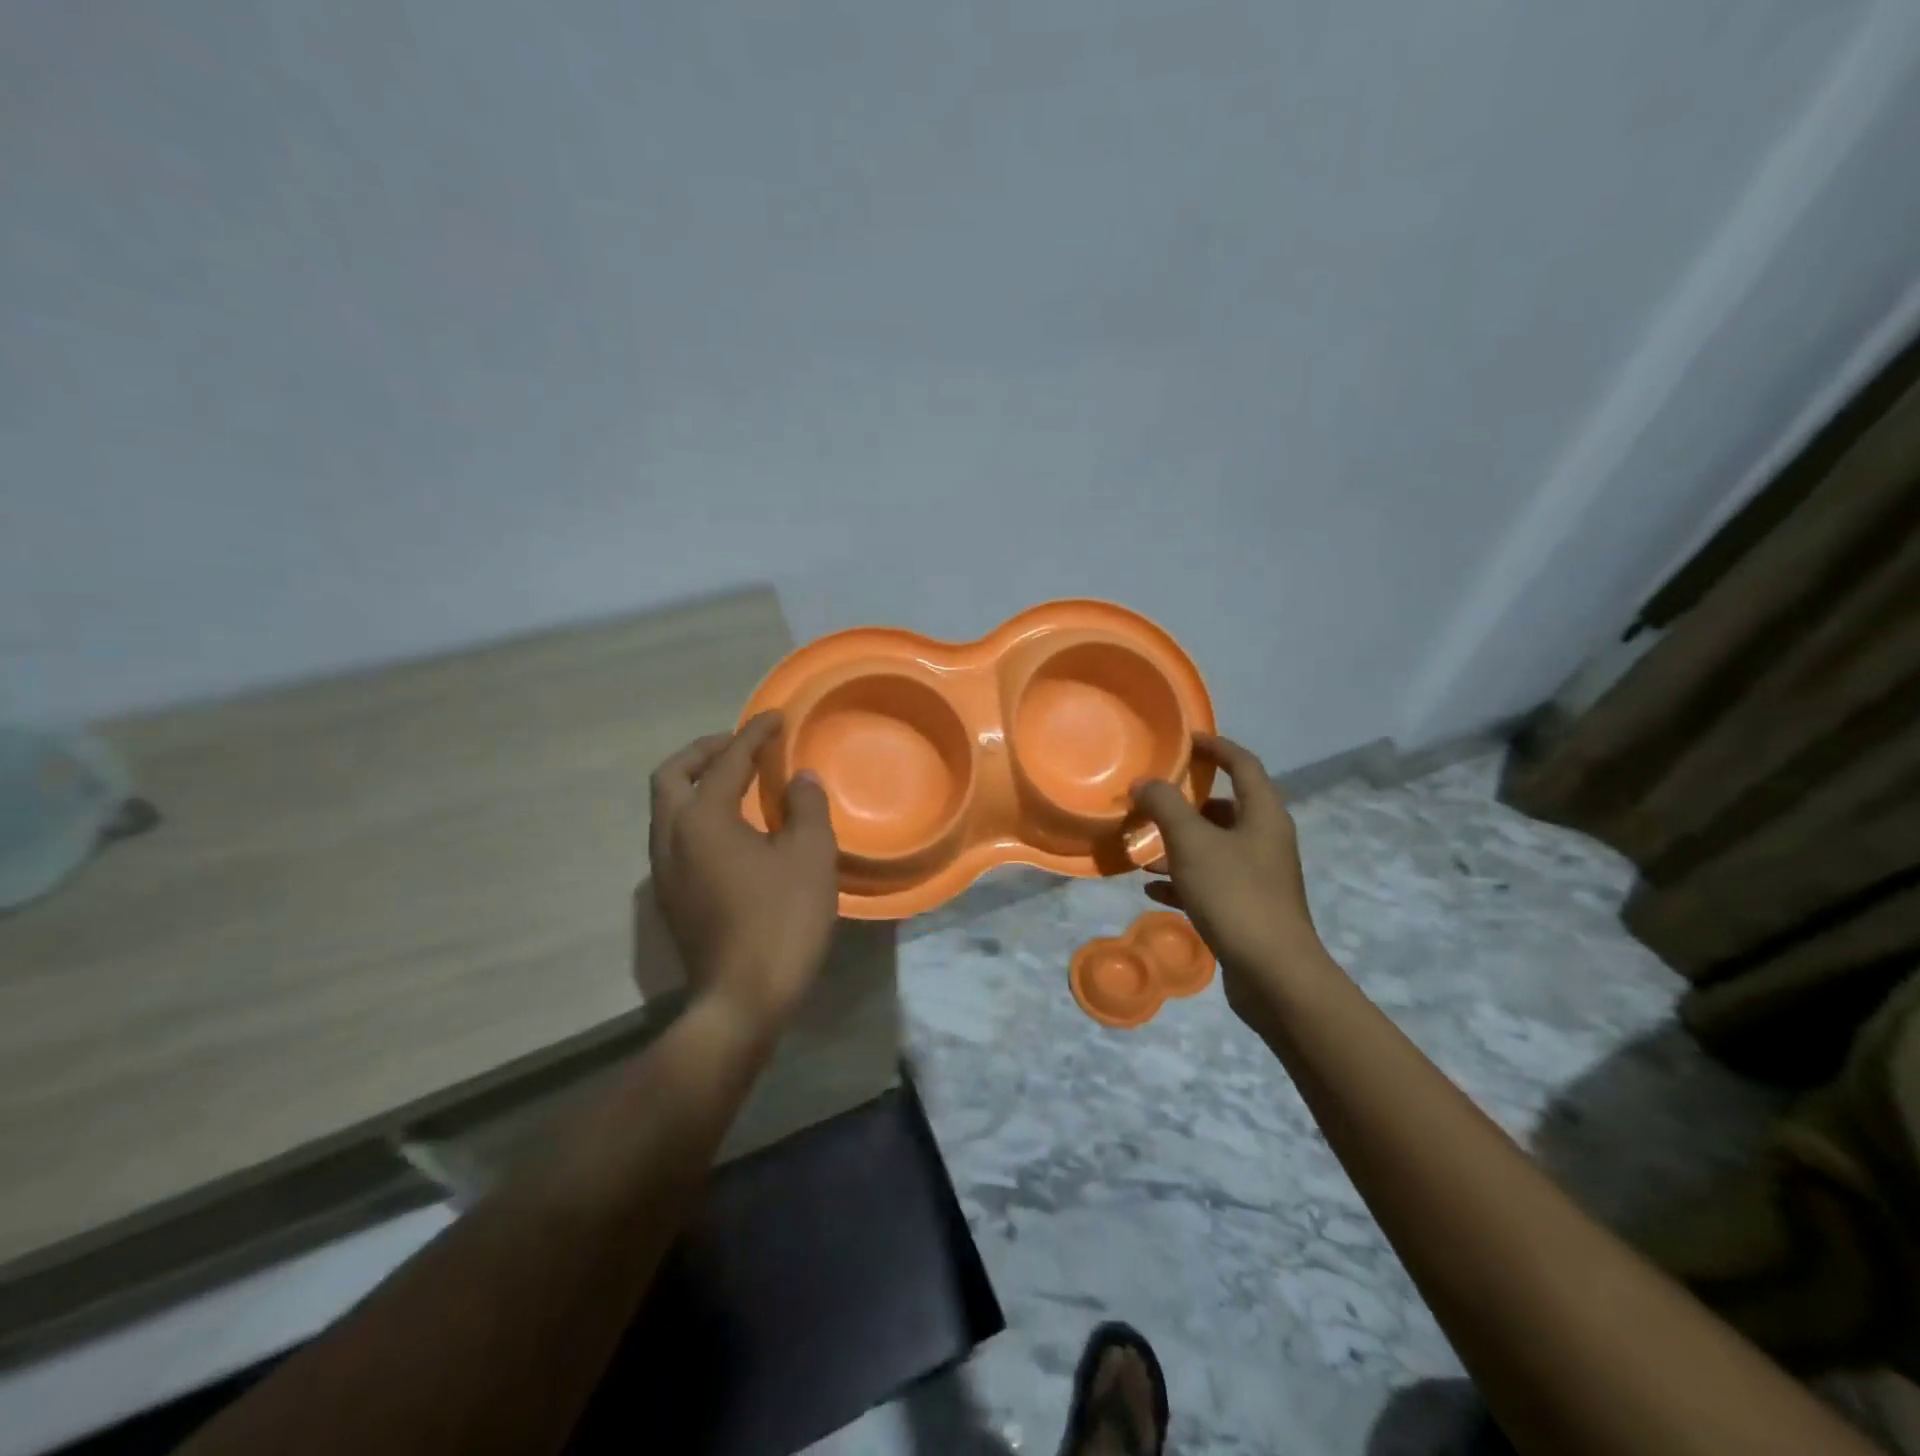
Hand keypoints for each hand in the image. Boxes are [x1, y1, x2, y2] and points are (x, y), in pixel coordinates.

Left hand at [648, 712, 838, 1034]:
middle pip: (672, 776)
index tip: (776, 717)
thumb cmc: (781, 920)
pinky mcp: (672, 897)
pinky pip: (676, 836)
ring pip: (667, 808)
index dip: (754, 735)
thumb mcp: (810, 856)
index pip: (727, 762)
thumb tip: (799, 780)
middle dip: (705, 752)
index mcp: (702, 819)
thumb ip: (806, 807)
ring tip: (738, 782)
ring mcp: (664, 871)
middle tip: (740, 745)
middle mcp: (670, 837)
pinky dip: (698, 814)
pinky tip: (734, 830)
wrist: (742, 999)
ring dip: (697, 784)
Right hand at [1131, 733, 1323, 1020]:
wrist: (1273, 974)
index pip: (1243, 764)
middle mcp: (1266, 840)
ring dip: (1179, 844)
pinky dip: (1183, 879)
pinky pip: (1210, 881)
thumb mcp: (1192, 843)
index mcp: (1264, 815)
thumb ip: (1165, 806)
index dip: (1216, 747)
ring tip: (1142, 848)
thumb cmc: (1235, 895)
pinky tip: (1152, 888)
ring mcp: (1259, 877)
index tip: (1185, 740)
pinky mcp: (1248, 908)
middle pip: (1226, 808)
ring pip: (1214, 847)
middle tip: (1153, 800)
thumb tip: (1144, 782)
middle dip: (1187, 803)